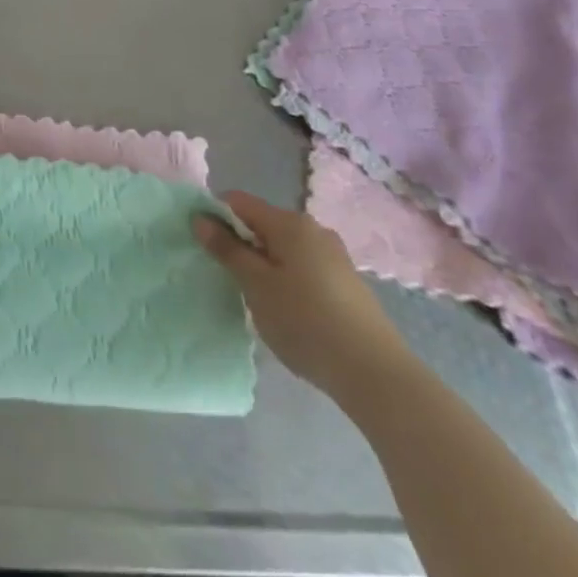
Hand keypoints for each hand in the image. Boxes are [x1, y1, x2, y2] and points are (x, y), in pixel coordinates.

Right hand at [195, 190, 414, 402]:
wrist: (376, 375)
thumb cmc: (306, 322)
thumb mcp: (256, 286)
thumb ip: (227, 249)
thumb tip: (201, 218)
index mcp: (289, 222)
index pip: (238, 202)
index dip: (215, 217)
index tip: (204, 247)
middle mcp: (313, 229)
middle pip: (262, 224)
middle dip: (241, 244)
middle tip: (230, 280)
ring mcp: (334, 256)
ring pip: (284, 248)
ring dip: (264, 265)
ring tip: (259, 301)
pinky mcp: (347, 283)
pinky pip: (304, 267)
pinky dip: (288, 280)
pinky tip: (290, 313)